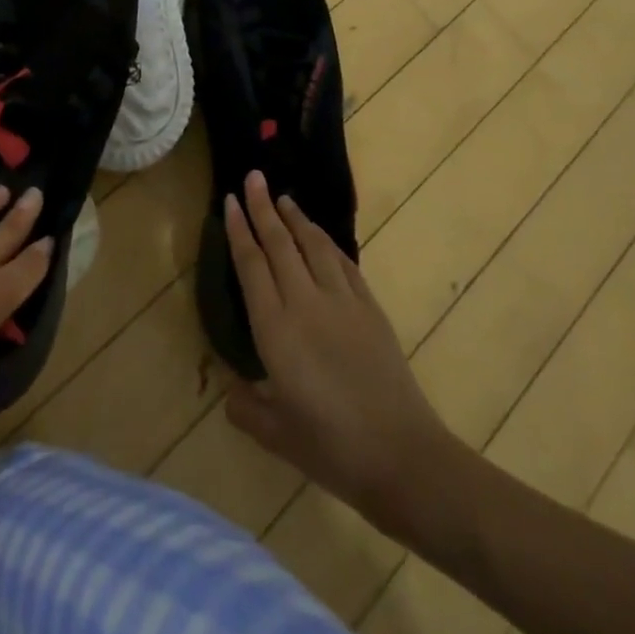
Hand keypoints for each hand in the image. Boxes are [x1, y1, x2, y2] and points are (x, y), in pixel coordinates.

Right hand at [222, 172, 466, 537]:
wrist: (403, 456)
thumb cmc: (332, 448)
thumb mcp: (277, 436)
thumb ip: (247, 408)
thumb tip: (231, 391)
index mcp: (275, 329)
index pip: (252, 265)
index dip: (240, 230)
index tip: (231, 200)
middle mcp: (305, 303)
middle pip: (280, 244)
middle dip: (264, 208)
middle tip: (254, 177)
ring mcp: (341, 302)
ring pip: (314, 245)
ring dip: (296, 218)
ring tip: (283, 198)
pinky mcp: (370, 309)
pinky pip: (344, 263)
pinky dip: (328, 243)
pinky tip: (321, 238)